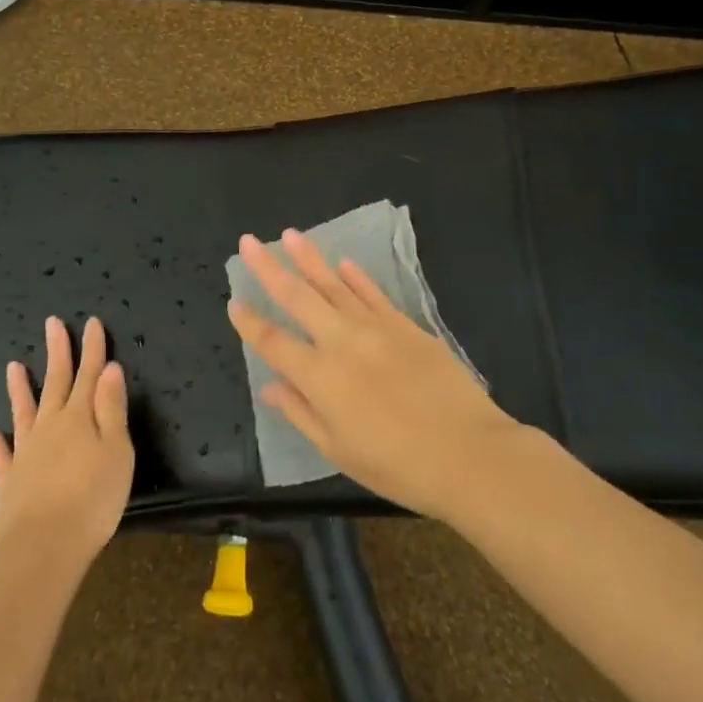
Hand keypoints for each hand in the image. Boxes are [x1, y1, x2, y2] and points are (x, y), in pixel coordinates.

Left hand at [0, 315, 133, 573]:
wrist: (42, 548)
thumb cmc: (92, 500)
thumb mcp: (117, 452)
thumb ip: (111, 409)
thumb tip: (109, 369)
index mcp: (79, 418)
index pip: (89, 374)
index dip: (92, 348)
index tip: (92, 322)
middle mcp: (50, 427)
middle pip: (56, 382)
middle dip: (58, 352)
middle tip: (53, 323)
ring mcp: (25, 453)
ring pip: (24, 412)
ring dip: (20, 389)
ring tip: (13, 366)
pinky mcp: (9, 482)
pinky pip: (2, 456)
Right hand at [228, 230, 520, 520]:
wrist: (469, 454)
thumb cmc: (398, 466)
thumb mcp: (338, 450)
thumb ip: (300, 413)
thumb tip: (269, 387)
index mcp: (319, 377)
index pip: (273, 342)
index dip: (250, 322)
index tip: (233, 301)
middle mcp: (342, 342)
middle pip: (297, 297)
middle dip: (268, 268)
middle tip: (248, 241)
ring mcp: (376, 328)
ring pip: (334, 285)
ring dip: (309, 258)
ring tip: (290, 235)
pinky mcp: (406, 325)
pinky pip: (373, 293)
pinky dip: (356, 276)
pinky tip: (342, 262)